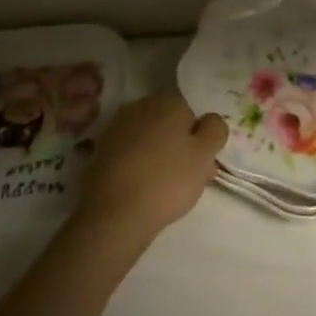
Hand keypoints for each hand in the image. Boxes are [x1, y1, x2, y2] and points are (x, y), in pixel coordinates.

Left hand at [74, 91, 226, 249]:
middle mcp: (141, 106)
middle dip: (179, 145)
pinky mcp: (100, 150)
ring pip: (148, 138)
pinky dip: (137, 165)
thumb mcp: (205, 155)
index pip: (192, 112)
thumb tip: (210, 119)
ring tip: (165, 188)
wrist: (114, 214)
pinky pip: (129, 153)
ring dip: (159, 155)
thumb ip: (215, 130)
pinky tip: (141, 188)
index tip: (203, 163)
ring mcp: (117, 127)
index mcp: (168, 101)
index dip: (200, 138)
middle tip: (189, 178)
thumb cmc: (167, 180)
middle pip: (169, 123)